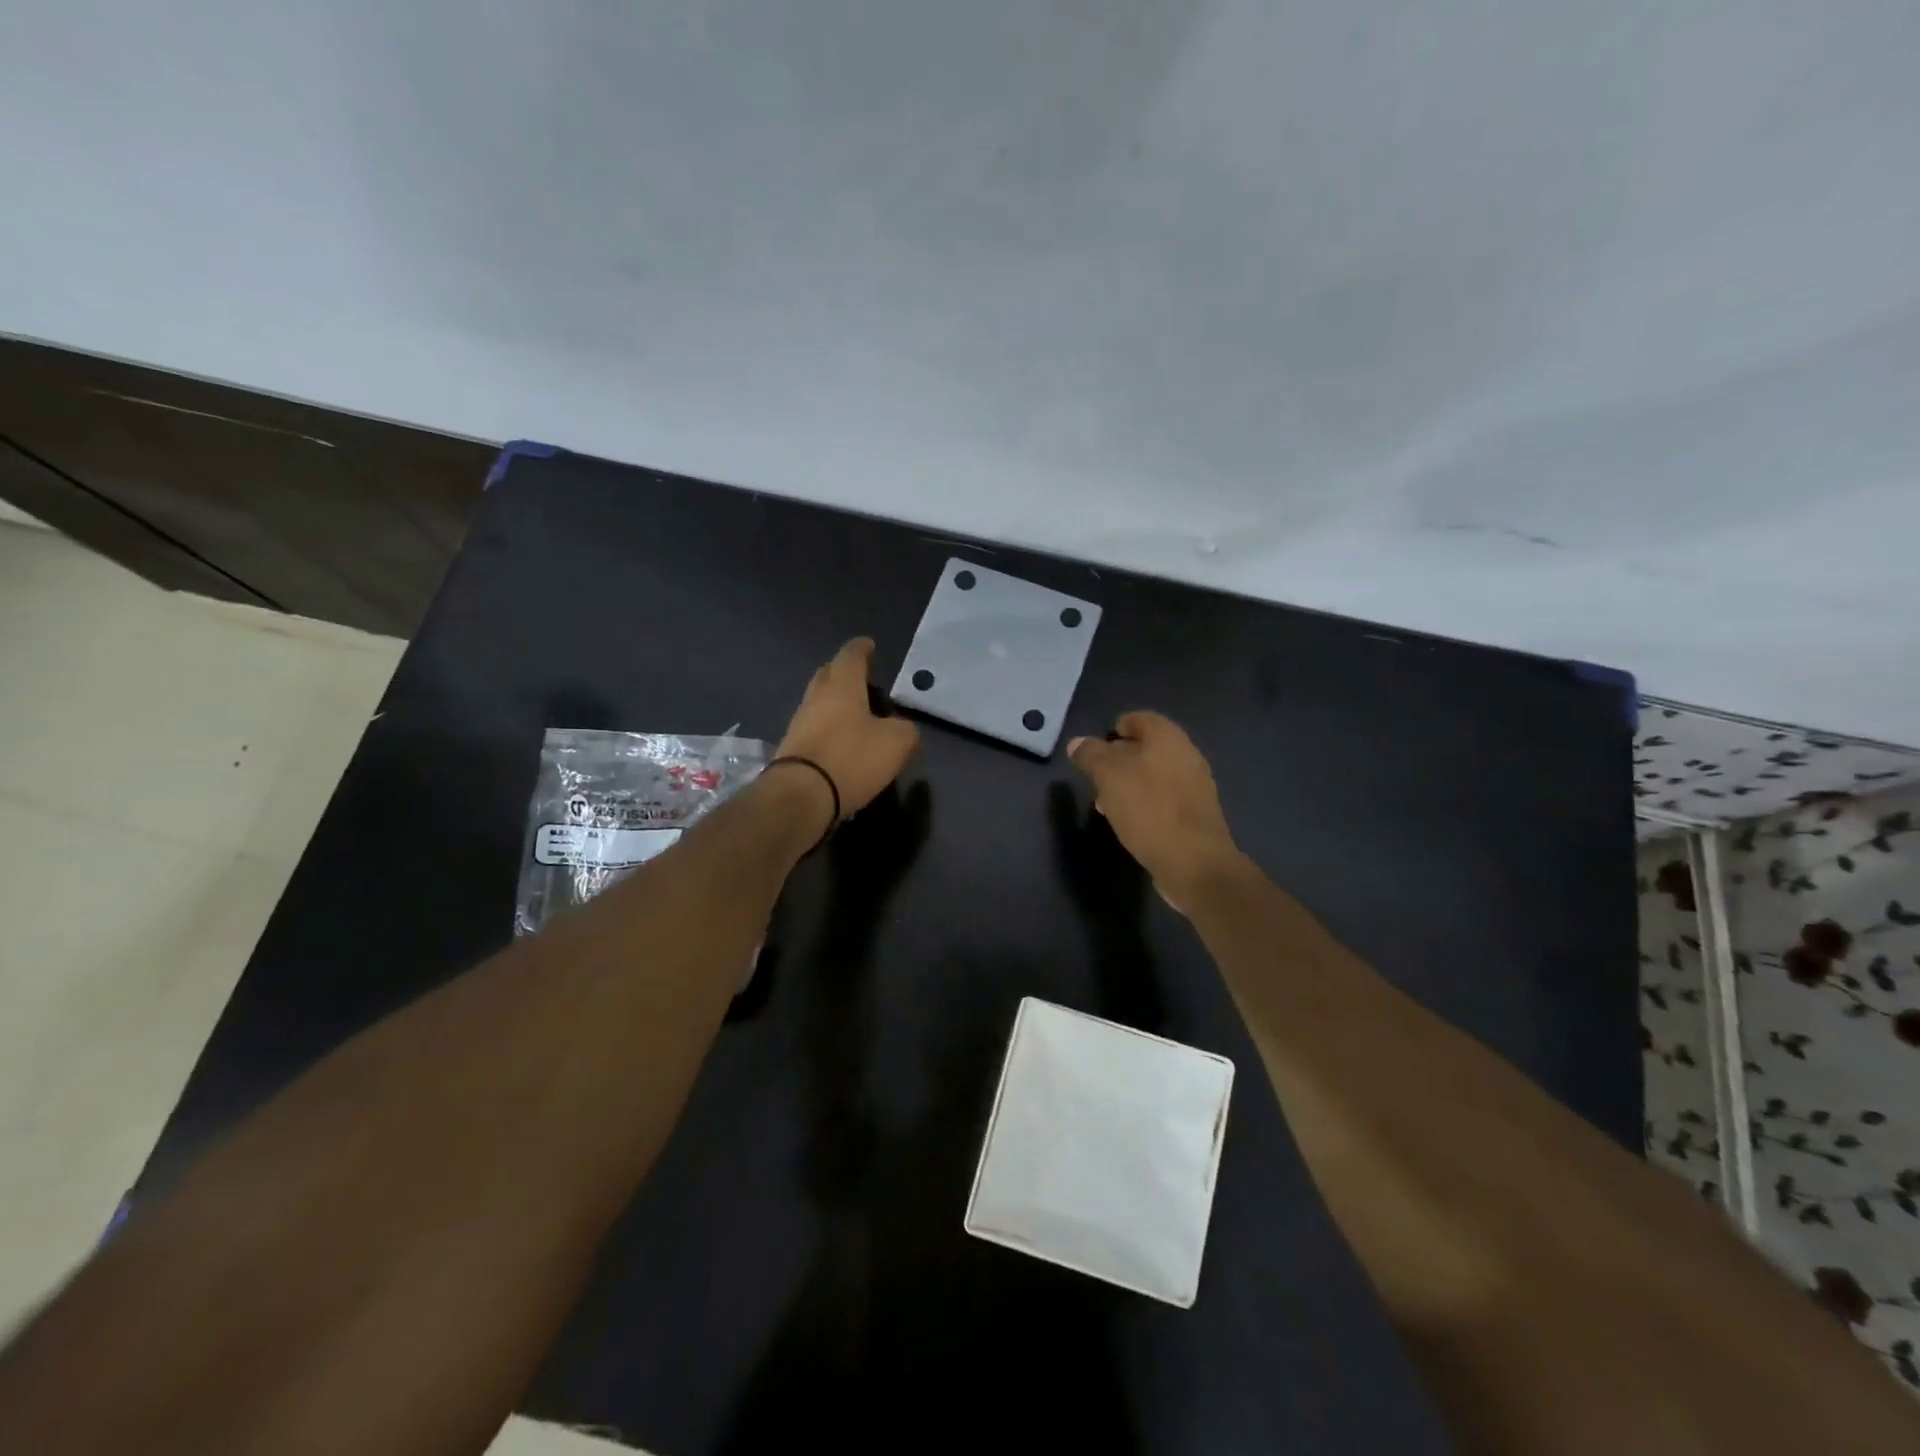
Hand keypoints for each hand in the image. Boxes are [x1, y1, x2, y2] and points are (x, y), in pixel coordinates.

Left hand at [777, 638, 920, 818]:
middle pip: (828, 675)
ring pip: (819, 703)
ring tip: (857, 716)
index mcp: (842, 686)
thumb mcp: (896, 743)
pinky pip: (813, 729)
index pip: (851, 656)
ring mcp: (799, 723)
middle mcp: (816, 698)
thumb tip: (903, 729)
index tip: (869, 646)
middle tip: (863, 681)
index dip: (862, 649)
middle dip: (844, 674)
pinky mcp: (792, 749)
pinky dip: (828, 730)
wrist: (801, 796)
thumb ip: (906, 730)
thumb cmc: (852, 758)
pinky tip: (842, 744)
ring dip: (835, 704)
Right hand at [1067, 712, 1242, 913]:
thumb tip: (1077, 743)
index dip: (1115, 729)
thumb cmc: (1149, 810)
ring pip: (1154, 774)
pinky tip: (1131, 822)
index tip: (1095, 749)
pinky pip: (1165, 798)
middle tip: (1095, 778)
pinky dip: (1145, 803)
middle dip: (1118, 760)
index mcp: (1168, 738)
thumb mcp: (1108, 777)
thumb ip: (1091, 755)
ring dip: (1129, 784)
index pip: (1139, 719)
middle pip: (1147, 747)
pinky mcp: (1196, 814)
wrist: (1195, 862)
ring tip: (1107, 804)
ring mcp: (1195, 786)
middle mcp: (1186, 755)